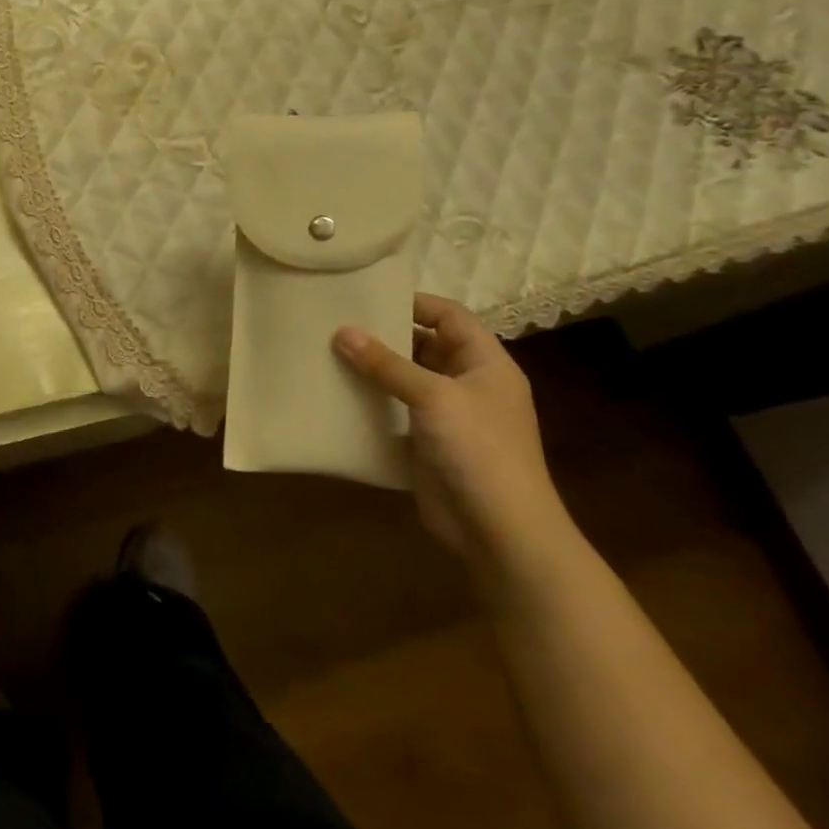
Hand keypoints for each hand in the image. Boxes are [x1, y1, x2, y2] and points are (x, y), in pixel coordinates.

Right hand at [332, 295, 567, 576]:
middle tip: (337, 323)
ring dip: (374, 369)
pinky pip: (395, 411)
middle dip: (385, 336)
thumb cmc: (478, 449)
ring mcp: (448, 416)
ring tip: (328, 353)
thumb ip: (387, 364)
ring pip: (406, 379)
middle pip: (425, 345)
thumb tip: (342, 331)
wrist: (500, 530)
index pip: (450, 316)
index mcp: (485, 364)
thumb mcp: (433, 397)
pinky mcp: (427, 443)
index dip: (414, 303)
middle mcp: (468, 384)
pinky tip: (337, 394)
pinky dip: (371, 402)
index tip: (367, 298)